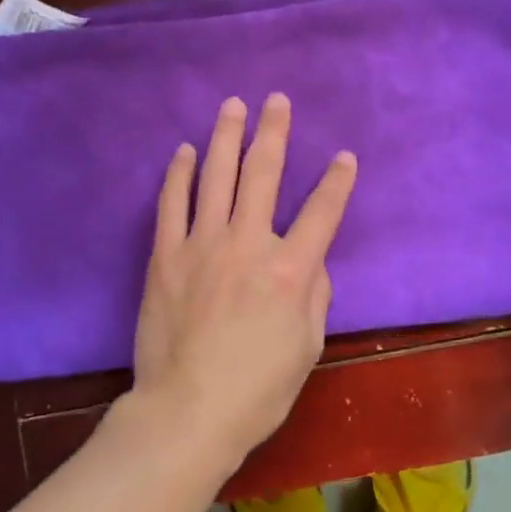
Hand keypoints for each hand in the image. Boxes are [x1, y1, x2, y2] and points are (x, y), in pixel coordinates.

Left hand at [132, 93, 357, 468]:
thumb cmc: (257, 389)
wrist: (187, 411)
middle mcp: (248, 244)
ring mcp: (202, 244)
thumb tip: (309, 259)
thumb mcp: (307, 346)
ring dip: (226, 136)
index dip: (337, 181)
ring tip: (233, 106)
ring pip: (216, 176)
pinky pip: (172, 203)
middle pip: (264, 174)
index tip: (344, 157)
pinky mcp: (166, 255)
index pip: (322, 212)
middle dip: (274, 132)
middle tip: (276, 100)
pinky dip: (179, 174)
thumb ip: (314, 294)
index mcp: (291, 270)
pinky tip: (185, 151)